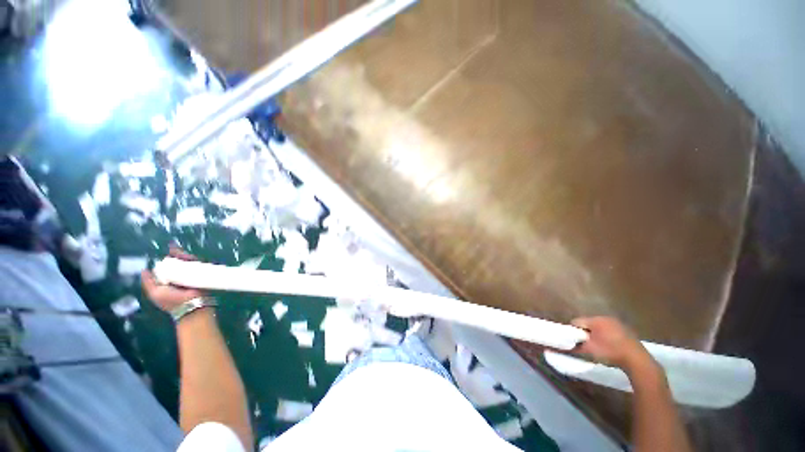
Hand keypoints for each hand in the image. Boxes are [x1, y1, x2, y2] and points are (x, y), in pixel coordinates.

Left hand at [141, 246, 203, 311]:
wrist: (191, 304)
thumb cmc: (171, 300)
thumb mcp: (155, 292)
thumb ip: (148, 282)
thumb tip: (144, 269)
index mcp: (169, 280)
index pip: (167, 267)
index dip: (167, 259)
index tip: (167, 253)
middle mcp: (180, 276)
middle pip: (178, 262)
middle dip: (176, 255)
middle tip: (175, 250)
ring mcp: (192, 275)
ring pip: (188, 261)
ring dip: (184, 256)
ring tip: (181, 252)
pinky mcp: (202, 274)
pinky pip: (198, 264)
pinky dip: (194, 259)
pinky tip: (189, 256)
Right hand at [571, 317, 655, 374]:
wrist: (637, 360)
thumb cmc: (610, 352)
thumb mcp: (590, 349)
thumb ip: (577, 345)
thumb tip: (566, 346)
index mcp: (596, 319)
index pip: (577, 321)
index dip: (573, 330)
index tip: (572, 339)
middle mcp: (605, 318)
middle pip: (588, 323)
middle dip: (584, 332)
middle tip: (583, 343)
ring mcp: (617, 323)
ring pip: (599, 327)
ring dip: (595, 334)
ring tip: (595, 345)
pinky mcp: (625, 330)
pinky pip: (609, 330)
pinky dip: (605, 336)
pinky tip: (607, 346)